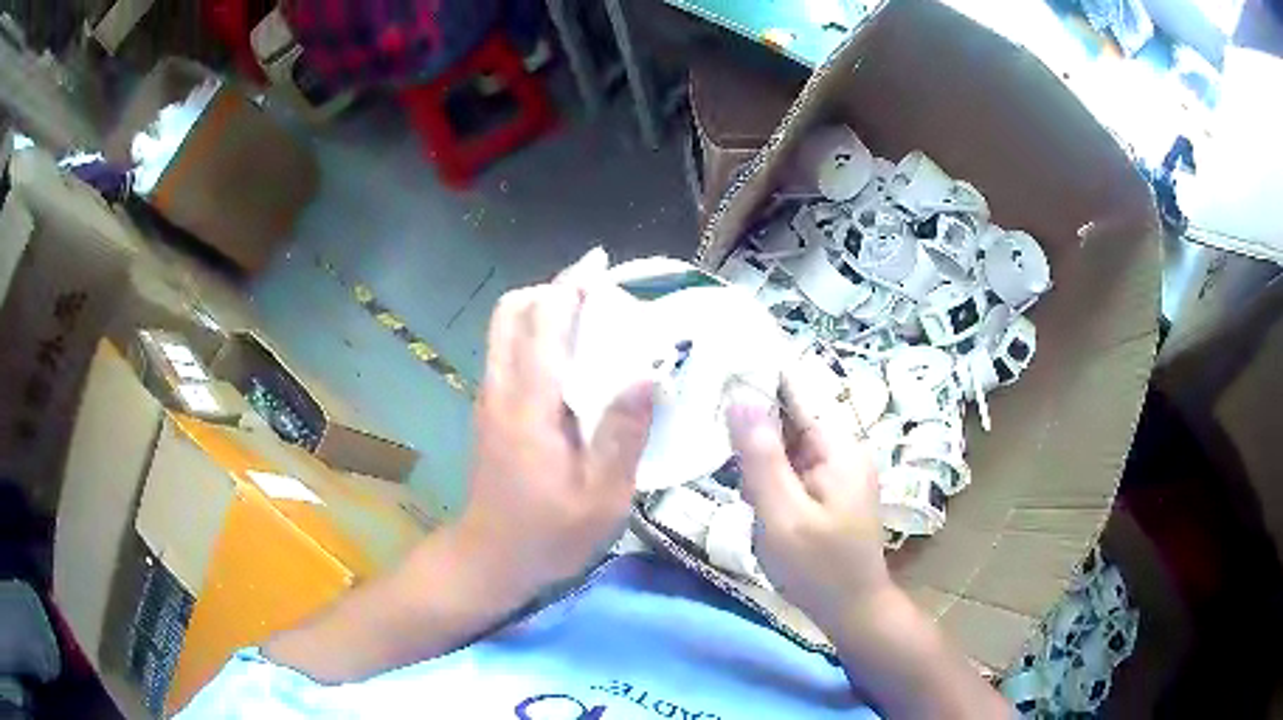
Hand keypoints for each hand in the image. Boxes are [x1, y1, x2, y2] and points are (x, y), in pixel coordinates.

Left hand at [458, 249, 655, 603]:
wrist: (490, 559)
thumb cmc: (549, 535)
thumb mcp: (602, 497)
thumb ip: (622, 434)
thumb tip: (646, 374)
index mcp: (530, 405)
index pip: (544, 322)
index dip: (570, 285)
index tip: (600, 264)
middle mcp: (501, 389)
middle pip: (512, 312)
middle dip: (551, 289)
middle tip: (596, 295)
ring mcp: (489, 398)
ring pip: (505, 329)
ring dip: (542, 310)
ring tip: (588, 320)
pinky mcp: (489, 411)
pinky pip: (507, 352)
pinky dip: (535, 336)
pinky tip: (570, 360)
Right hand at [728, 356, 890, 628]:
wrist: (851, 610)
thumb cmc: (818, 567)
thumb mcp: (783, 515)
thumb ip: (762, 458)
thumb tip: (740, 398)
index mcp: (838, 447)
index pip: (799, 391)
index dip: (762, 371)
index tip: (721, 354)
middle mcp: (839, 450)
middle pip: (790, 414)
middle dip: (752, 410)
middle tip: (704, 397)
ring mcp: (833, 472)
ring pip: (786, 442)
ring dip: (755, 443)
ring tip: (714, 428)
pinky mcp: (823, 491)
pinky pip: (789, 466)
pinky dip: (764, 468)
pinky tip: (740, 476)